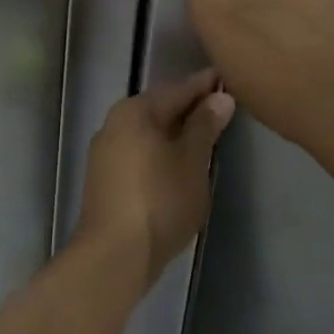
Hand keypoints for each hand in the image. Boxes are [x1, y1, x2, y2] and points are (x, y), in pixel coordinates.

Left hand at [75, 70, 234, 283]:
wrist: (114, 255)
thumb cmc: (160, 200)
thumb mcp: (192, 161)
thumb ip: (205, 126)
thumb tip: (220, 97)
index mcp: (135, 112)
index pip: (178, 89)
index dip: (205, 86)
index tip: (229, 78)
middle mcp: (114, 124)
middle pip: (160, 109)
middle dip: (190, 109)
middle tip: (223, 108)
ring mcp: (105, 153)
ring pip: (148, 133)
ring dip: (175, 133)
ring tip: (206, 137)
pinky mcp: (104, 180)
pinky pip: (140, 153)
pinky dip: (161, 153)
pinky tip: (179, 164)